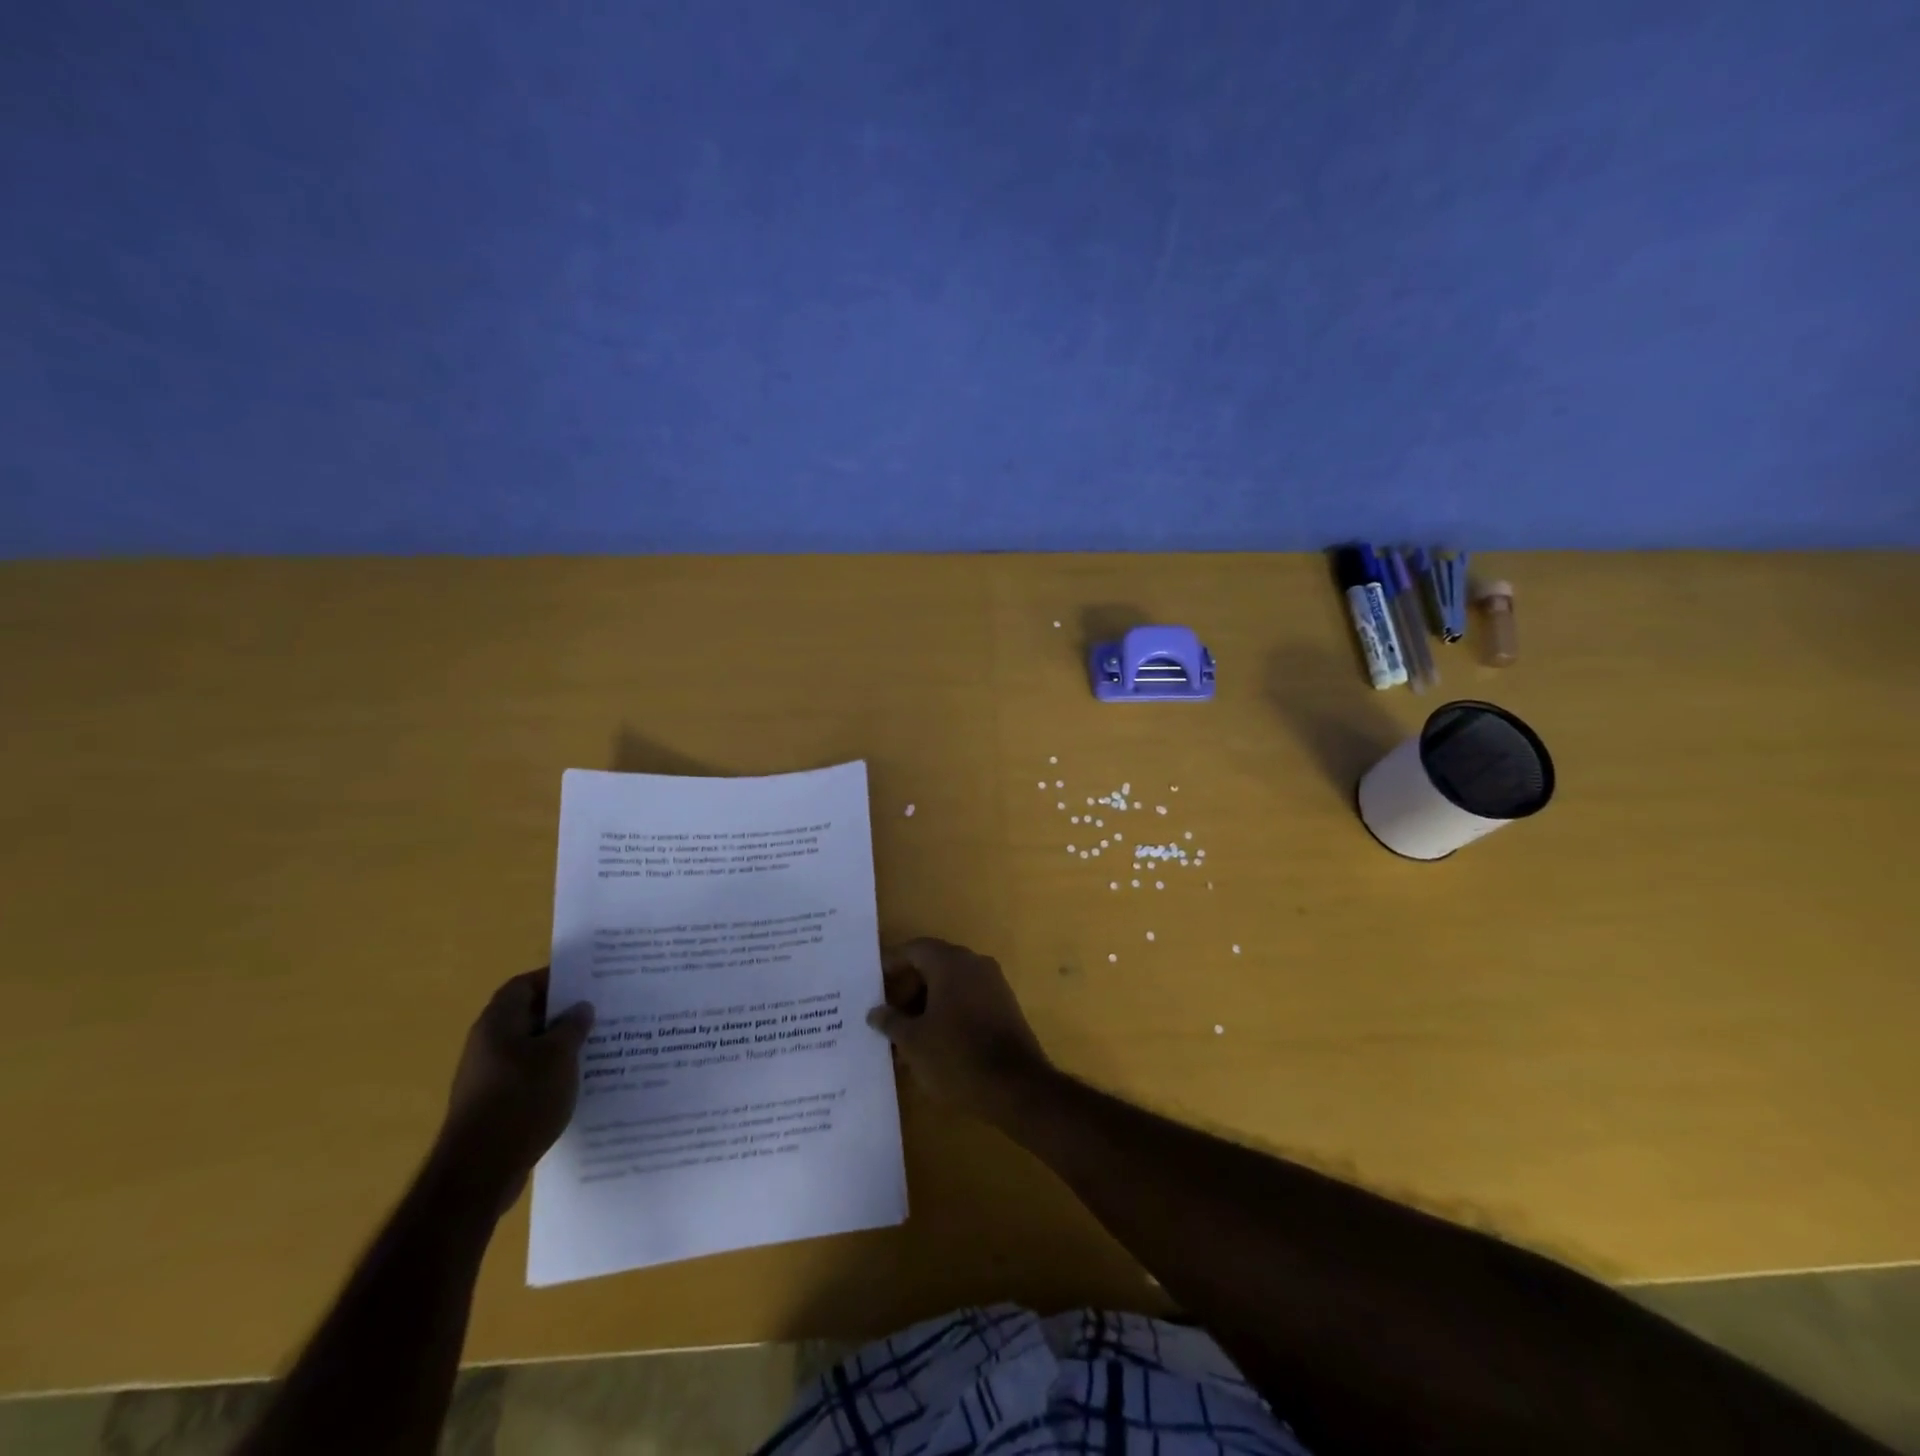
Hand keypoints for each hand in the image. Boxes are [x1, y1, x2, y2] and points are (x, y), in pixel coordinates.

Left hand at [437, 969, 593, 1211]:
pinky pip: (528, 1076)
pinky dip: (551, 1073)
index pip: (524, 985)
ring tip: (597, 1046)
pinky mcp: (494, 1104)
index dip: (555, 979)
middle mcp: (487, 1044)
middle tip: (601, 1012)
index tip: (588, 982)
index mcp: (497, 1022)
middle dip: (563, 1013)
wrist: (479, 1172)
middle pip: (528, 1015)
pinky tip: (577, 1082)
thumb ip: (573, 1026)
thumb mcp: (559, 1055)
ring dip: (560, 1046)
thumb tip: (580, 1008)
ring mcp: (488, 1077)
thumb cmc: (521, 1099)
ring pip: (530, 1048)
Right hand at [867, 938, 1053, 1123]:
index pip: (915, 949)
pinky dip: (948, 1012)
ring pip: (952, 985)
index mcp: (951, 963)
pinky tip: (934, 1042)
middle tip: (887, 1014)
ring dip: (927, 1003)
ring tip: (906, 1035)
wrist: (1017, 1087)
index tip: (873, 982)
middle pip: (934, 965)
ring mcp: (994, 985)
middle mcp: (975, 964)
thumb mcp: (913, 1042)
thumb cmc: (956, 1056)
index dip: (892, 963)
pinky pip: (968, 999)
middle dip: (908, 988)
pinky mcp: (1005, 1007)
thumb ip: (891, 1021)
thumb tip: (875, 1011)